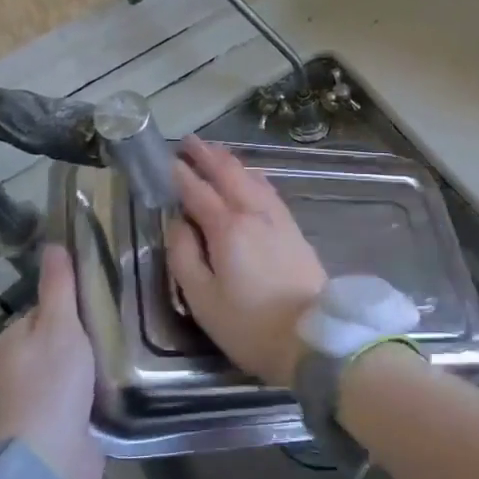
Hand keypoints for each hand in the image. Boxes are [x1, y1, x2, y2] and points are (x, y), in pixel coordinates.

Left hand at [0, 245, 102, 478]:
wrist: (51, 461)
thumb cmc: (52, 384)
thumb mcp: (59, 325)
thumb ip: (59, 286)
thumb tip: (53, 244)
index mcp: (13, 339)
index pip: (47, 306)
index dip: (75, 300)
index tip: (107, 295)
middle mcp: (20, 366)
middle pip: (62, 335)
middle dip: (89, 331)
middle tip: (125, 321)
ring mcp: (39, 397)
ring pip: (75, 364)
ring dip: (97, 360)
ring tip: (130, 347)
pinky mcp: (60, 422)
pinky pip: (83, 392)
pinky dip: (99, 386)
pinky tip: (122, 379)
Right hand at [166, 137, 326, 386]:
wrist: (312, 337)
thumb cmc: (249, 325)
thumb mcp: (202, 298)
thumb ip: (184, 255)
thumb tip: (177, 223)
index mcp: (227, 228)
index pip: (198, 191)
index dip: (180, 175)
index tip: (166, 160)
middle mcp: (254, 212)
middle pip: (228, 174)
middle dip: (207, 155)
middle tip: (188, 141)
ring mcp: (278, 218)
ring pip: (251, 177)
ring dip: (230, 161)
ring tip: (215, 152)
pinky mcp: (293, 228)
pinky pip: (268, 189)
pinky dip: (252, 175)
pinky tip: (250, 177)